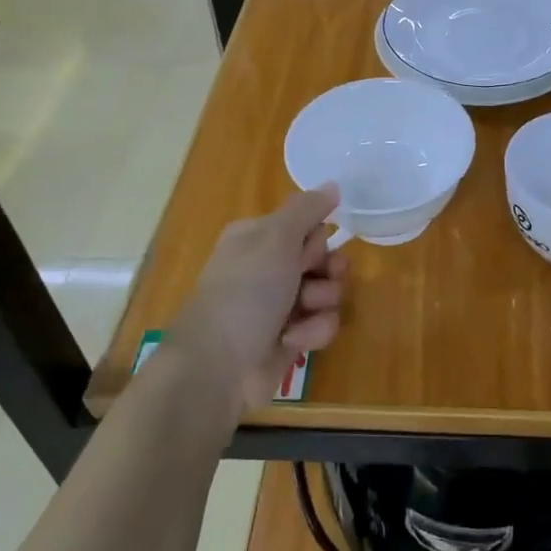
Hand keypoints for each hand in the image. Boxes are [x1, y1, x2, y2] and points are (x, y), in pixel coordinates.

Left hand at [169, 186, 347, 420]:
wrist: (218, 366)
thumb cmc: (246, 292)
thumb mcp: (277, 238)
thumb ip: (307, 209)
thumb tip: (333, 184)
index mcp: (258, 239)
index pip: (306, 225)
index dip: (316, 237)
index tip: (311, 248)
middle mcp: (268, 268)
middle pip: (322, 258)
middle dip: (328, 270)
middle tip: (319, 278)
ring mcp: (278, 305)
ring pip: (327, 292)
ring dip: (322, 303)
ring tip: (302, 314)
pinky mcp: (288, 338)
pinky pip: (320, 325)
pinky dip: (312, 332)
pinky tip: (292, 341)